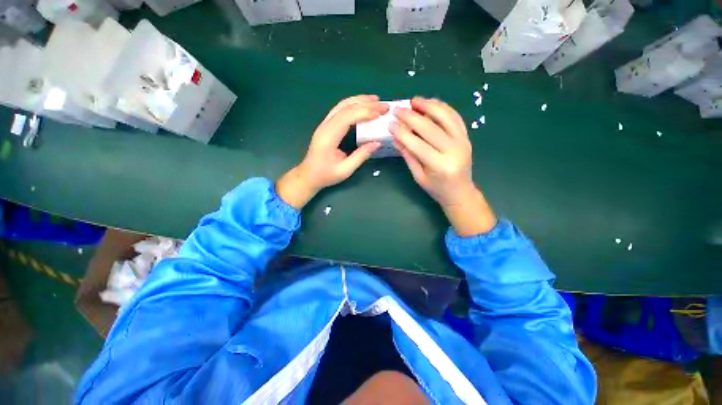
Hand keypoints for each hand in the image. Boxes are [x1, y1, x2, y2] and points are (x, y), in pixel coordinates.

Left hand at [276, 95, 388, 208]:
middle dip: (366, 104)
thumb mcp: (345, 170)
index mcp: (329, 136)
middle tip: (384, 105)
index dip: (365, 112)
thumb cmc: (325, 175)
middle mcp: (325, 126)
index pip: (347, 117)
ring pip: (342, 105)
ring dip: (359, 100)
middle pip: (346, 107)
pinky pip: (340, 110)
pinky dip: (352, 105)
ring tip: (375, 100)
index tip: (381, 113)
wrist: (308, 176)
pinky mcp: (326, 126)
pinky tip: (362, 105)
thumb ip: (361, 156)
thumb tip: (377, 143)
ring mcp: (324, 124)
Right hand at [391, 97, 496, 235]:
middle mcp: (454, 151)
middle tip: (398, 110)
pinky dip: (443, 108)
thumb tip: (396, 138)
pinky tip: (431, 103)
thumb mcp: (418, 176)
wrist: (460, 192)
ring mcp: (463, 141)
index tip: (391, 124)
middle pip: (430, 127)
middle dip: (411, 116)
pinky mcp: (466, 137)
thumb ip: (408, 156)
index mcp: (440, 166)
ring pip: (445, 117)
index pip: (417, 144)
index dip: (402, 133)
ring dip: (429, 105)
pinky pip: (455, 117)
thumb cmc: (436, 188)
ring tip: (414, 100)